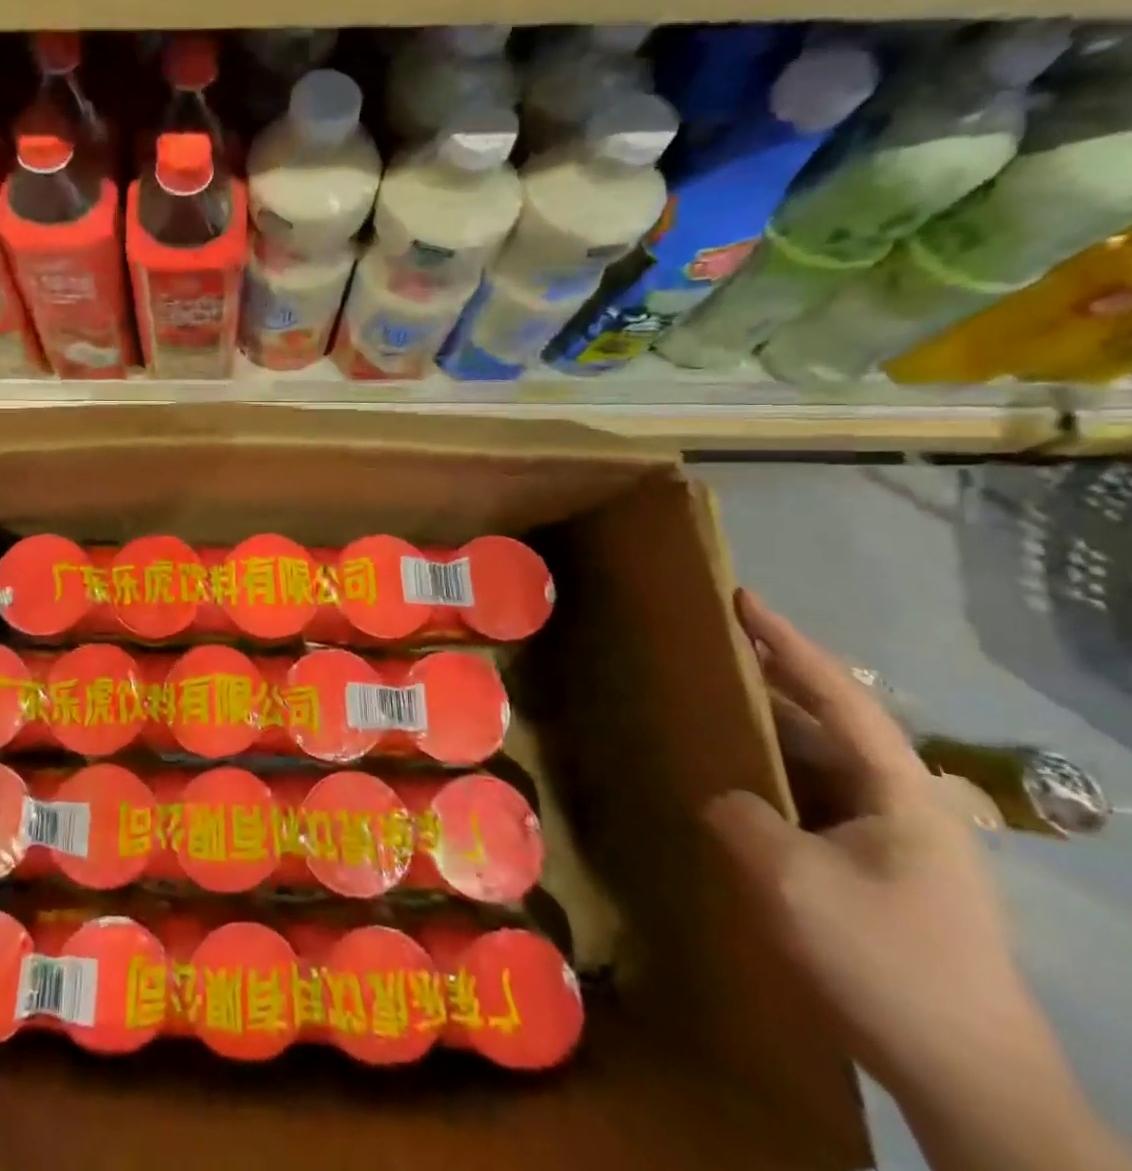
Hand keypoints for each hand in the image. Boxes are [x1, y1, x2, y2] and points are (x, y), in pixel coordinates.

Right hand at [705, 590, 1043, 1096]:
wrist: (971, 1083)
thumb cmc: (886, 961)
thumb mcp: (790, 879)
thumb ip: (741, 816)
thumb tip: (725, 799)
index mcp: (901, 793)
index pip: (839, 696)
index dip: (788, 642)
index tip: (743, 598)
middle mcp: (906, 808)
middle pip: (830, 725)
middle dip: (772, 684)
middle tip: (711, 652)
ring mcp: (897, 848)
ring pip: (821, 769)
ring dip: (769, 737)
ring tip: (710, 712)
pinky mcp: (881, 881)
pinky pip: (815, 807)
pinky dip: (773, 784)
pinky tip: (735, 791)